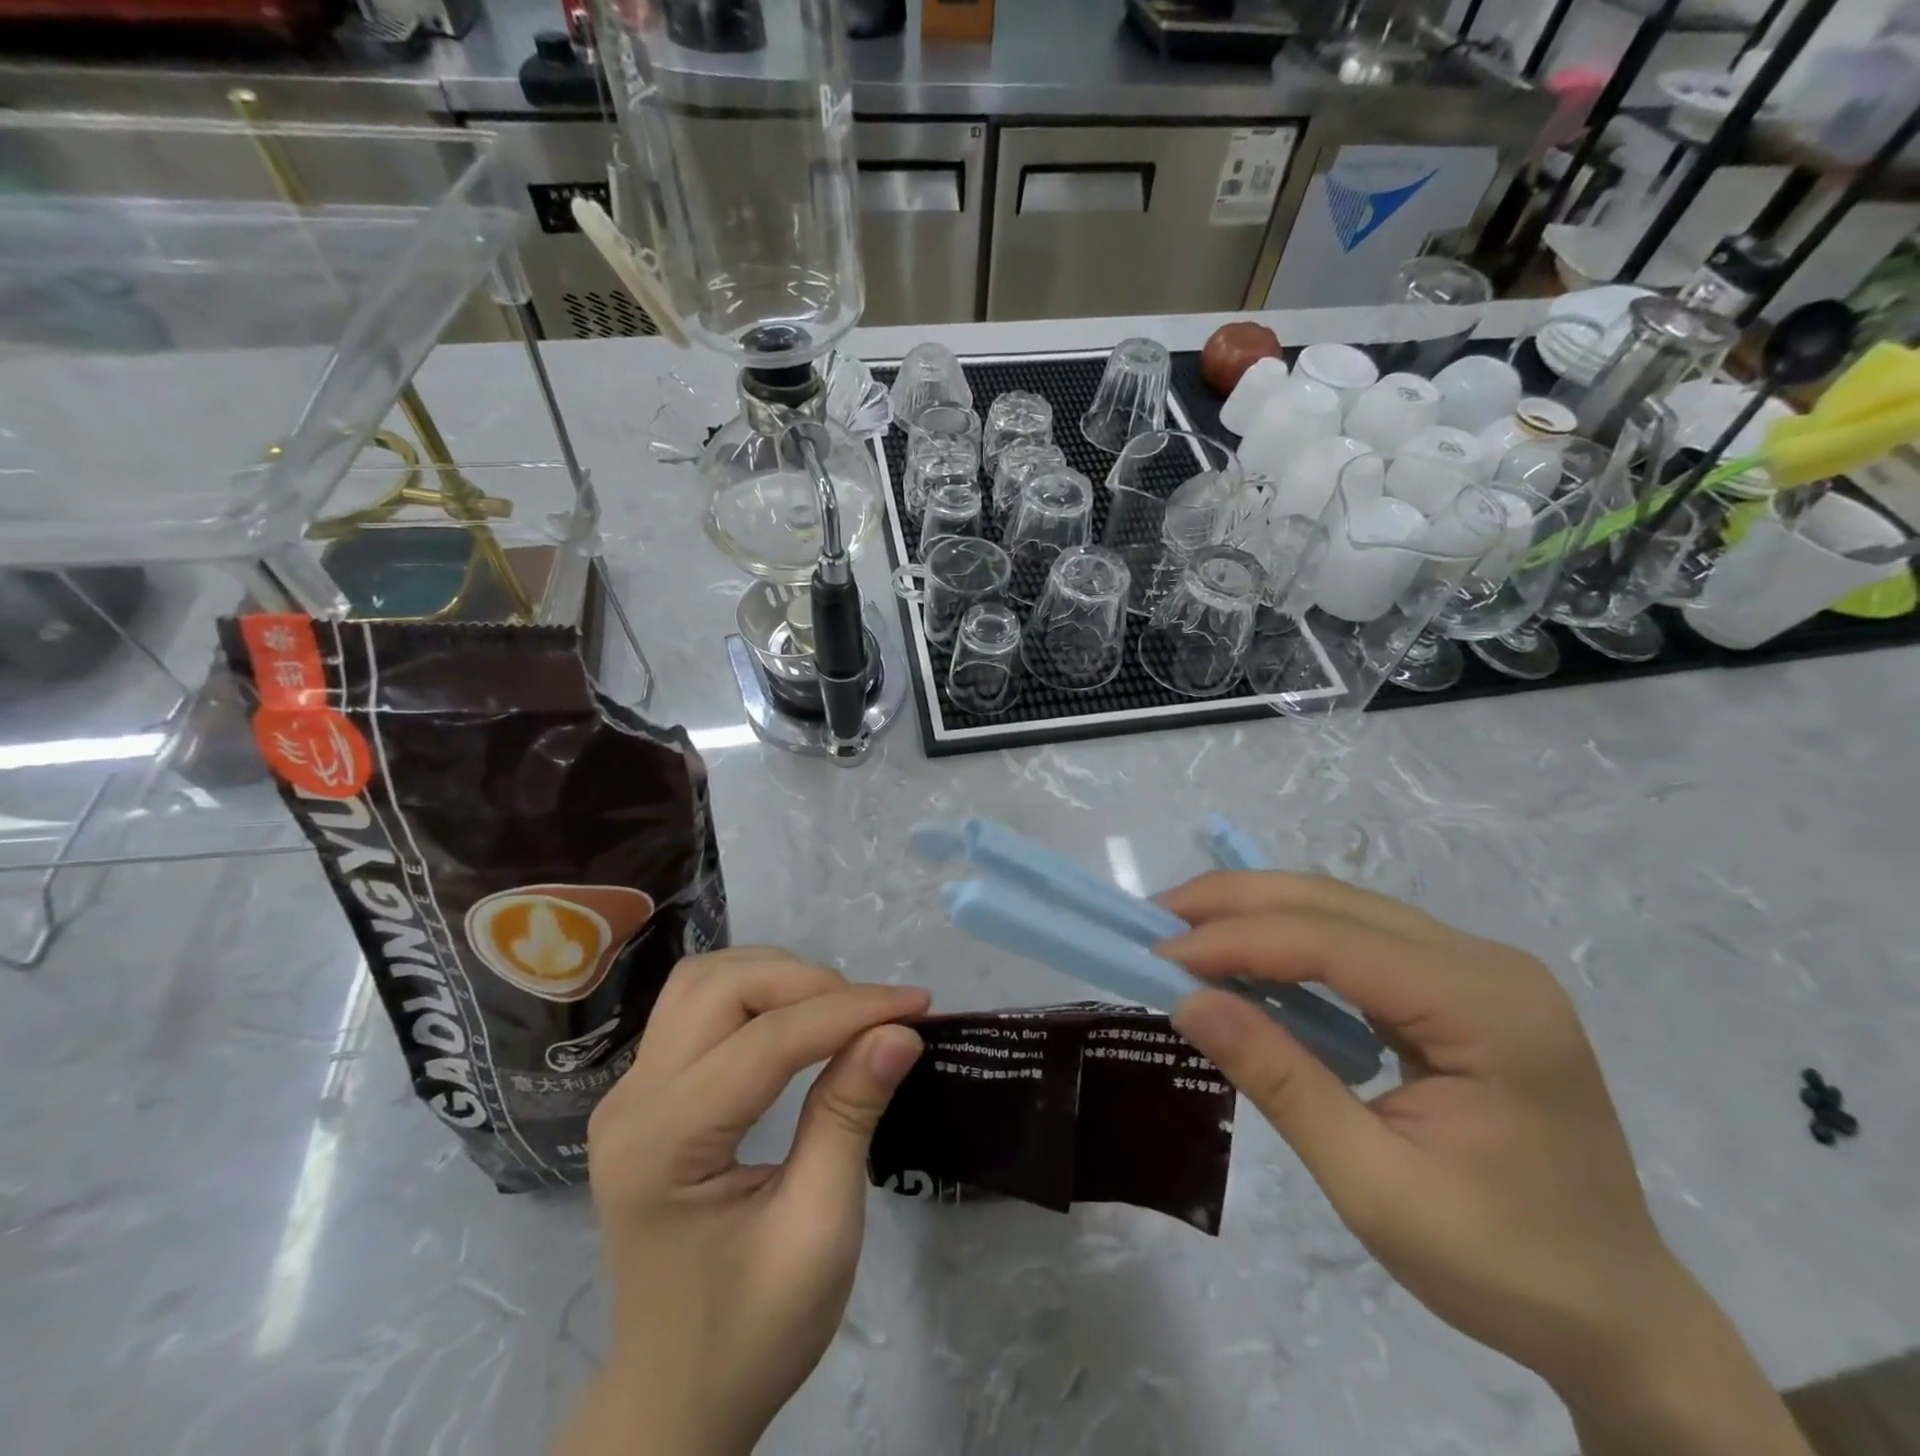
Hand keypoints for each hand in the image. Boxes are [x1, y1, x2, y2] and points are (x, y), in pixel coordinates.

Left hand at [553, 948, 929, 1455]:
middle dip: (807, 982)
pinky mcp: (644, 1092)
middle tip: (873, 1015)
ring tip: (837, 1012)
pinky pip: (697, 1006)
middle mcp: (632, 1101)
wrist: (675, 1395)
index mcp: (664, 1145)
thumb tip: (899, 1031)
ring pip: (704, 981)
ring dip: (776, 977)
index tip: (918, 1004)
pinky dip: (754, 994)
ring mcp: (629, 1092)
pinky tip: (793, 1021)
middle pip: (721, 987)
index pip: (766, 1041)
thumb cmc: (751, 1331)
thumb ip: (849, 1117)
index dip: (849, 1011)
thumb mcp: (817, 1232)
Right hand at [1160, 874, 1809, 1455]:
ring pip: (1343, 907)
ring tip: (1186, 928)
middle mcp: (1486, 962)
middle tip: (1156, 919)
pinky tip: (1248, 954)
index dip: (1237, 940)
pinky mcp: (1459, 983)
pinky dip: (1290, 939)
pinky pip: (1358, 937)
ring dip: (1257, 911)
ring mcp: (1477, 967)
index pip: (1334, 942)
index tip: (1159, 955)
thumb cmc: (1501, 1263)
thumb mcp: (1374, 1186)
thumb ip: (1280, 1082)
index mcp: (1487, 1007)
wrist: (1616, 1313)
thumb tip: (1188, 1002)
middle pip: (1336, 902)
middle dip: (1236, 902)